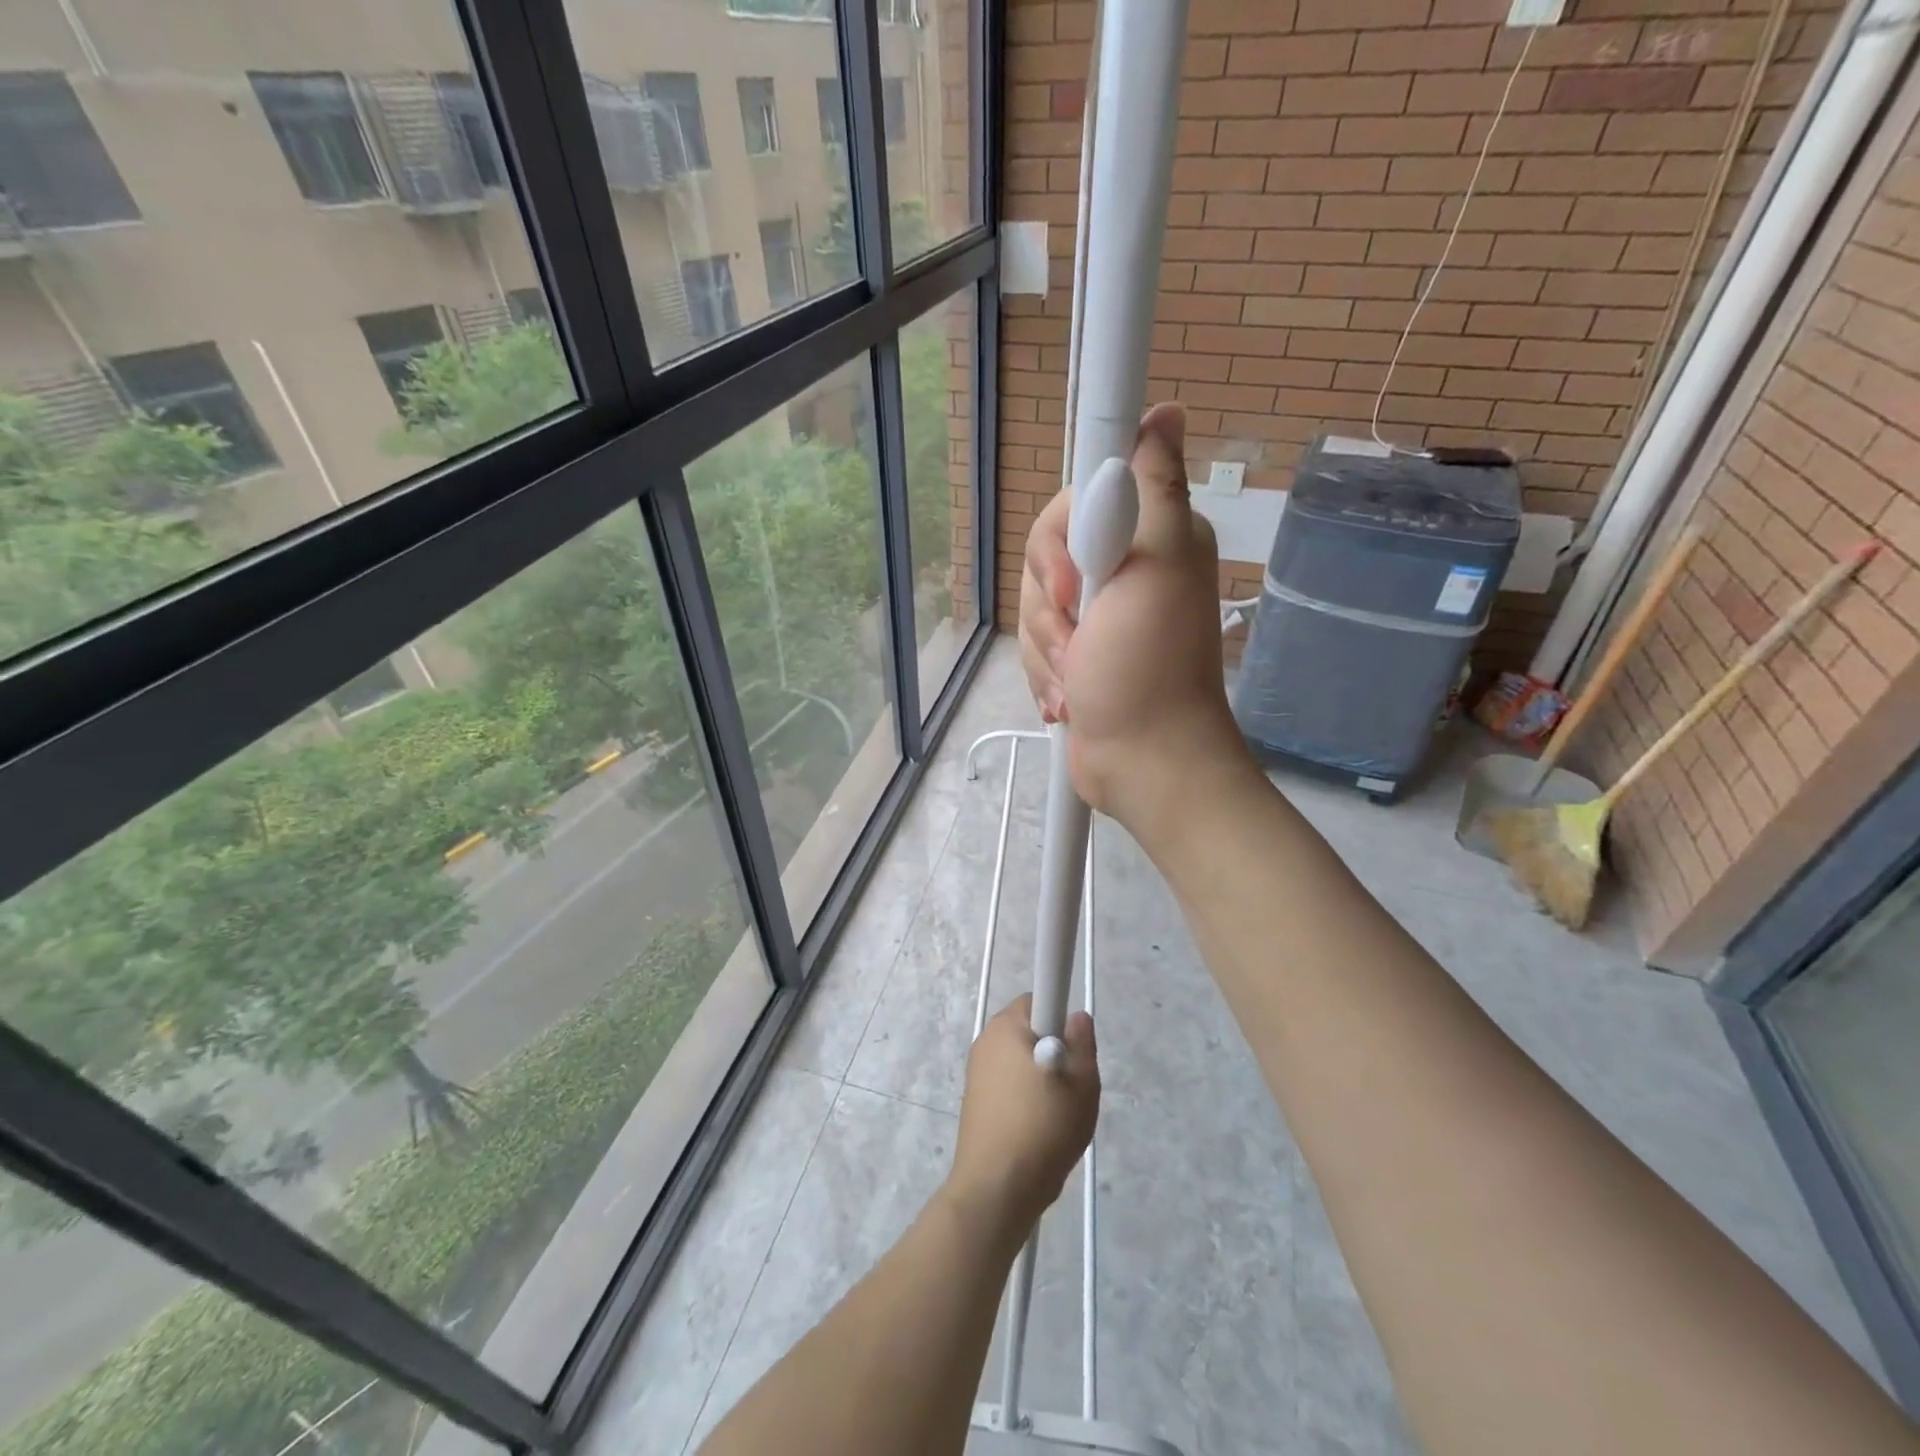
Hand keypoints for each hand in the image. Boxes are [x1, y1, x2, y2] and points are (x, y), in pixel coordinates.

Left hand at [945, 996, 1098, 1239]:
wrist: (997, 1188)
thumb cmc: (1043, 1126)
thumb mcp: (1082, 1083)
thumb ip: (1083, 1043)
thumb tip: (1076, 1017)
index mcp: (1007, 1026)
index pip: (1038, 999)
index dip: (1060, 1018)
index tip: (1072, 1049)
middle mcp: (986, 1040)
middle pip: (1029, 1031)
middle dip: (1053, 1049)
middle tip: (1072, 1085)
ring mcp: (976, 1071)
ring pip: (1019, 1060)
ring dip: (1039, 1077)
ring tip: (1057, 1114)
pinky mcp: (974, 1100)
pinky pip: (1007, 1085)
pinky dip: (1024, 1098)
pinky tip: (1037, 1130)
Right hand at [1018, 402, 1251, 832]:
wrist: (1141, 761)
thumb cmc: (1149, 666)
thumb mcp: (1157, 565)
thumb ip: (1154, 486)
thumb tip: (1167, 413)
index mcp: (1145, 535)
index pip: (1072, 500)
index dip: (1059, 542)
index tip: (1077, 581)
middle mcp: (1119, 567)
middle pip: (1043, 556)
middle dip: (1051, 610)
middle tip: (1084, 638)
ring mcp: (1094, 615)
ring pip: (1032, 605)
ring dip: (1048, 651)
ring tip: (1080, 680)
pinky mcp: (1073, 652)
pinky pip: (1032, 644)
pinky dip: (1045, 674)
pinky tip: (1071, 698)